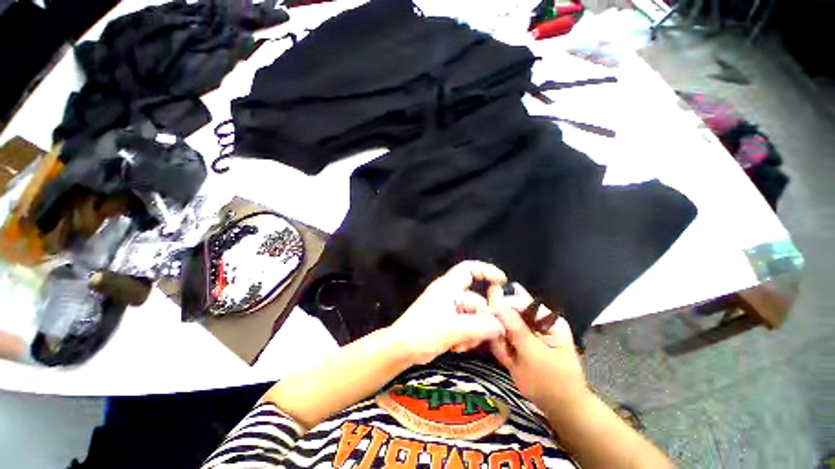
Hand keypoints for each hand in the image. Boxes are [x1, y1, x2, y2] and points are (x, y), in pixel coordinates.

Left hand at [388, 261, 507, 364]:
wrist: (402, 349)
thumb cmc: (424, 332)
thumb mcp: (454, 328)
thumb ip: (480, 326)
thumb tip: (501, 325)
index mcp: (448, 286)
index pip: (469, 268)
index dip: (487, 270)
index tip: (502, 281)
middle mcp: (450, 294)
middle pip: (476, 299)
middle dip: (481, 318)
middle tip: (485, 334)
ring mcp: (449, 308)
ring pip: (472, 315)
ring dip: (473, 331)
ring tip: (462, 343)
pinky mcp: (448, 321)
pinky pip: (466, 325)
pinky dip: (466, 336)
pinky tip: (457, 347)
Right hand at [487, 283, 587, 408]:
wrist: (559, 408)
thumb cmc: (553, 383)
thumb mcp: (535, 356)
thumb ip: (517, 330)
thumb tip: (498, 305)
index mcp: (547, 318)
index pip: (520, 300)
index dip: (503, 305)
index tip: (490, 318)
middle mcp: (535, 320)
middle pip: (507, 311)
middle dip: (502, 331)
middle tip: (506, 351)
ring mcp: (525, 331)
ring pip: (500, 325)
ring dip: (501, 343)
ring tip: (510, 360)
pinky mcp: (517, 341)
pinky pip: (501, 336)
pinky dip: (500, 348)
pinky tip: (509, 361)